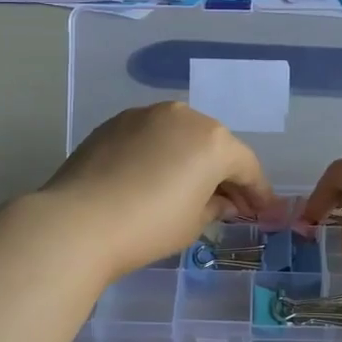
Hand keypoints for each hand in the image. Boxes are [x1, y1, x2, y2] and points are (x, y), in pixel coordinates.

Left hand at [38, 103, 276, 281]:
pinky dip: (162, 153)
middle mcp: (184, 116)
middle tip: (231, 203)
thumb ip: (216, 205)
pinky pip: (152, 136)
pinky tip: (155, 177)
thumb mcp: (193, 223)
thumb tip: (222, 201)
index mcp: (213, 140)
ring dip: (192, 159)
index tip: (264, 212)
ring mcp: (146, 114)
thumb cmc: (148, 226)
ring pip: (182, 135)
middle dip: (225, 173)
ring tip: (191, 188)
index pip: (246, 166)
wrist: (77, 222)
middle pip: (215, 144)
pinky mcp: (115, 122)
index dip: (258, 192)